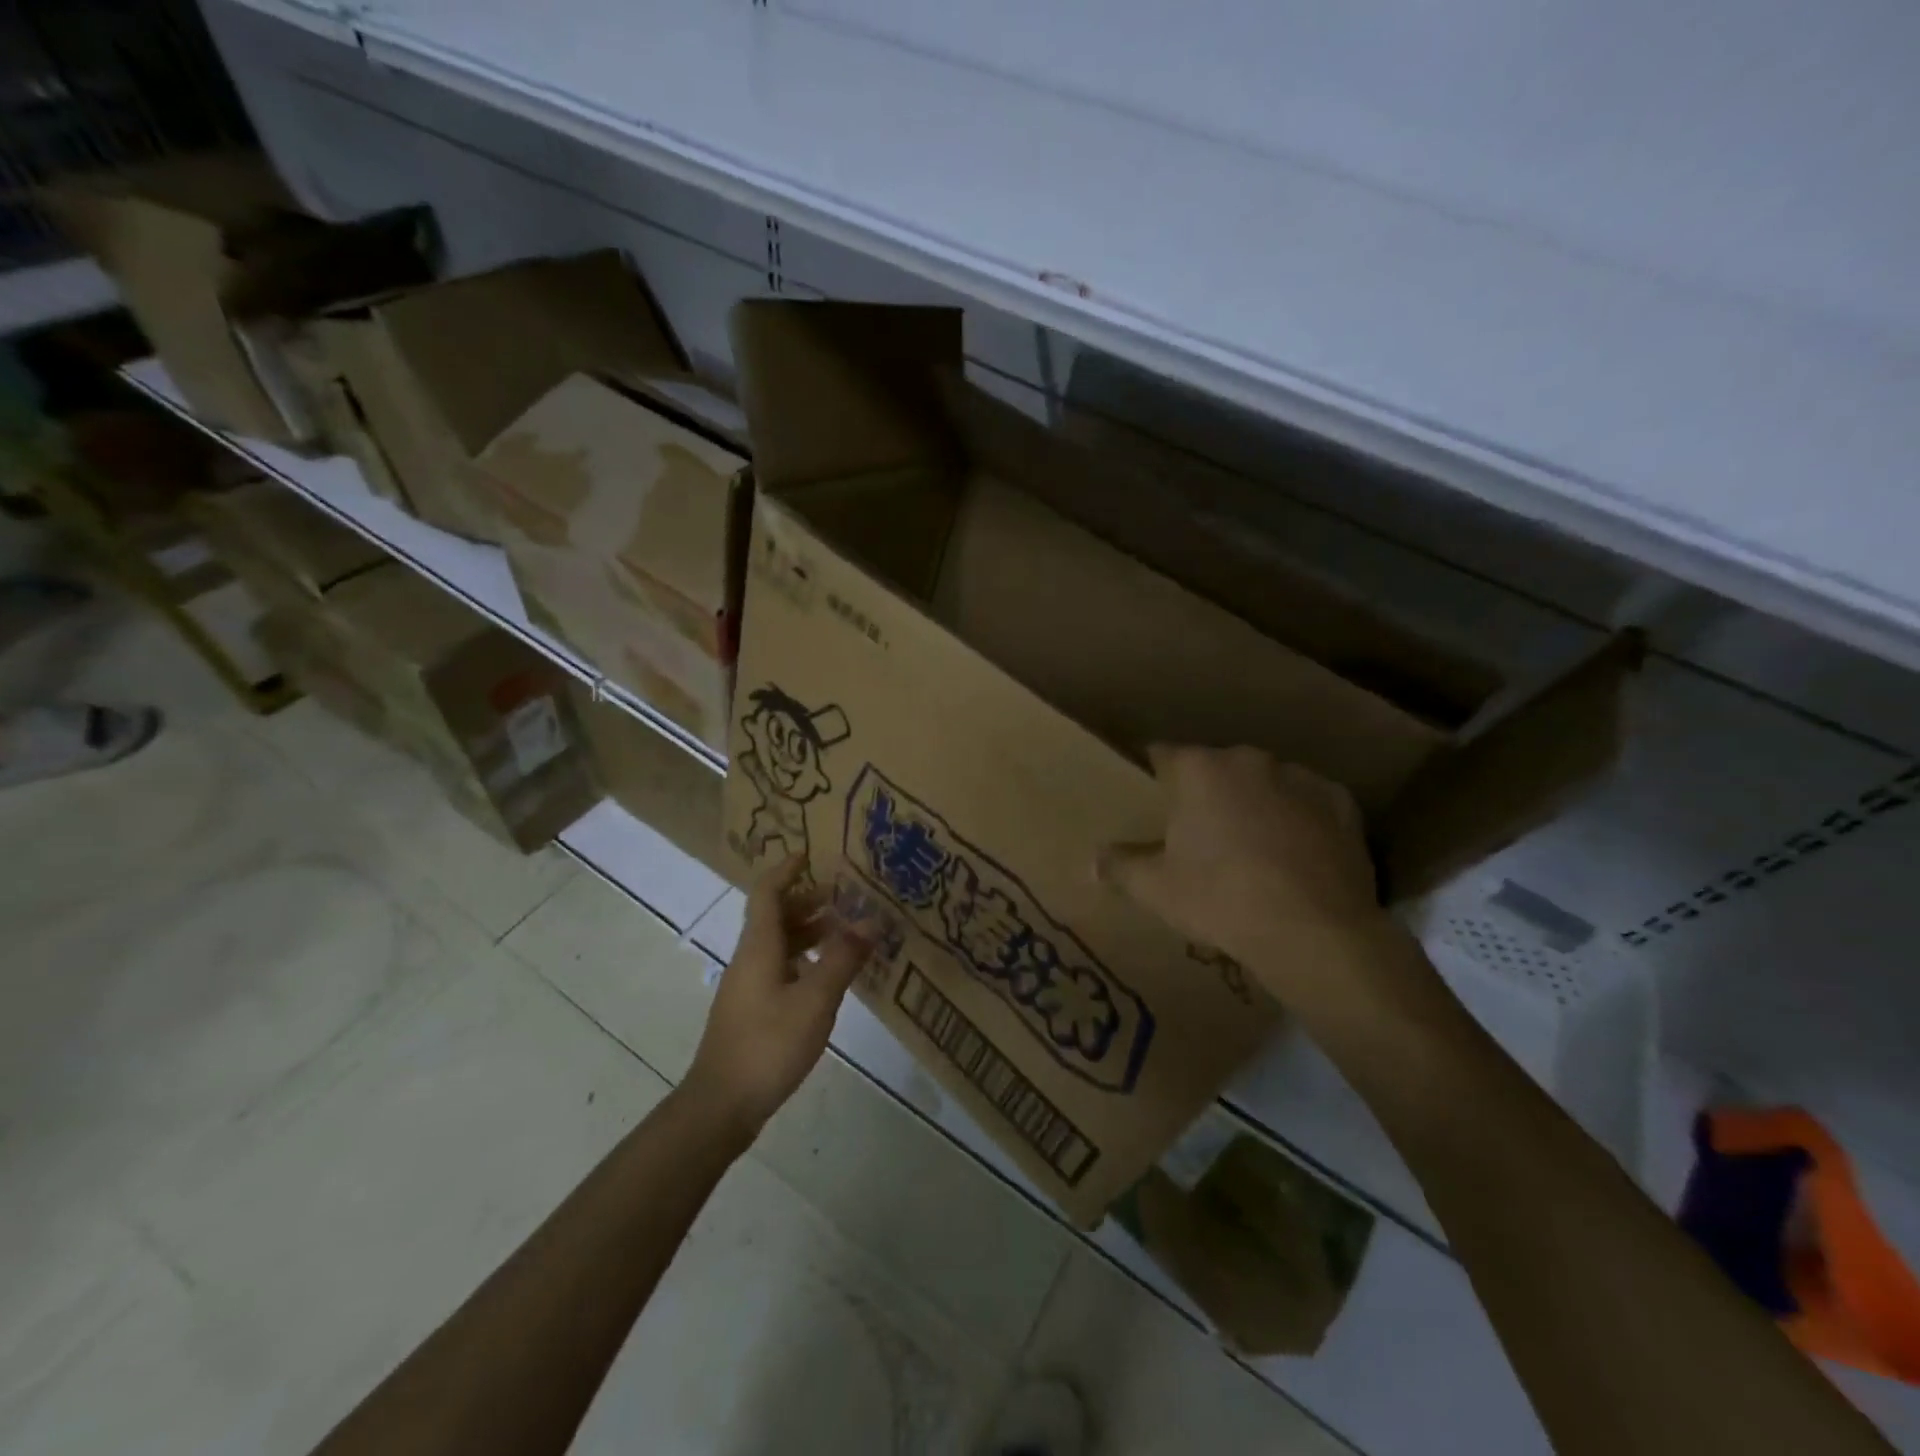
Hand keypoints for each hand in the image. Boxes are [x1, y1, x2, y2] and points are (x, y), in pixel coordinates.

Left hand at [685, 854, 872, 1140]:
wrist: (721, 1106)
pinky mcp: (751, 1010)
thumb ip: (843, 959)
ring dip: (808, 932)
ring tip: (845, 933)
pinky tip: (828, 976)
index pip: (767, 892)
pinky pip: (779, 968)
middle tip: (844, 896)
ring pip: (778, 944)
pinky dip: (804, 960)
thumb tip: (871, 921)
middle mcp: (749, 959)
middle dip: (807, 900)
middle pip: (773, 916)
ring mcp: (747, 986)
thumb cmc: (768, 1044)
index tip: (810, 853)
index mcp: (758, 947)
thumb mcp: (815, 1000)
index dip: (786, 869)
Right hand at [1098, 746, 1427, 1024]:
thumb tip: (1090, 862)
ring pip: (1264, 782)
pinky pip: (1308, 802)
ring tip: (1252, 846)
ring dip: (1254, 802)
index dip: (1154, 775)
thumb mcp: (1156, 888)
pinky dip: (1298, 818)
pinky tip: (1295, 853)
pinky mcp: (1341, 802)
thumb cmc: (1220, 899)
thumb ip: (1120, 866)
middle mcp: (1248, 759)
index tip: (1152, 798)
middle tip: (1200, 833)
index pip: (1163, 754)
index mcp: (1199, 769)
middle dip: (1207, 792)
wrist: (1314, 931)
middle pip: (1216, 767)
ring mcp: (1299, 777)